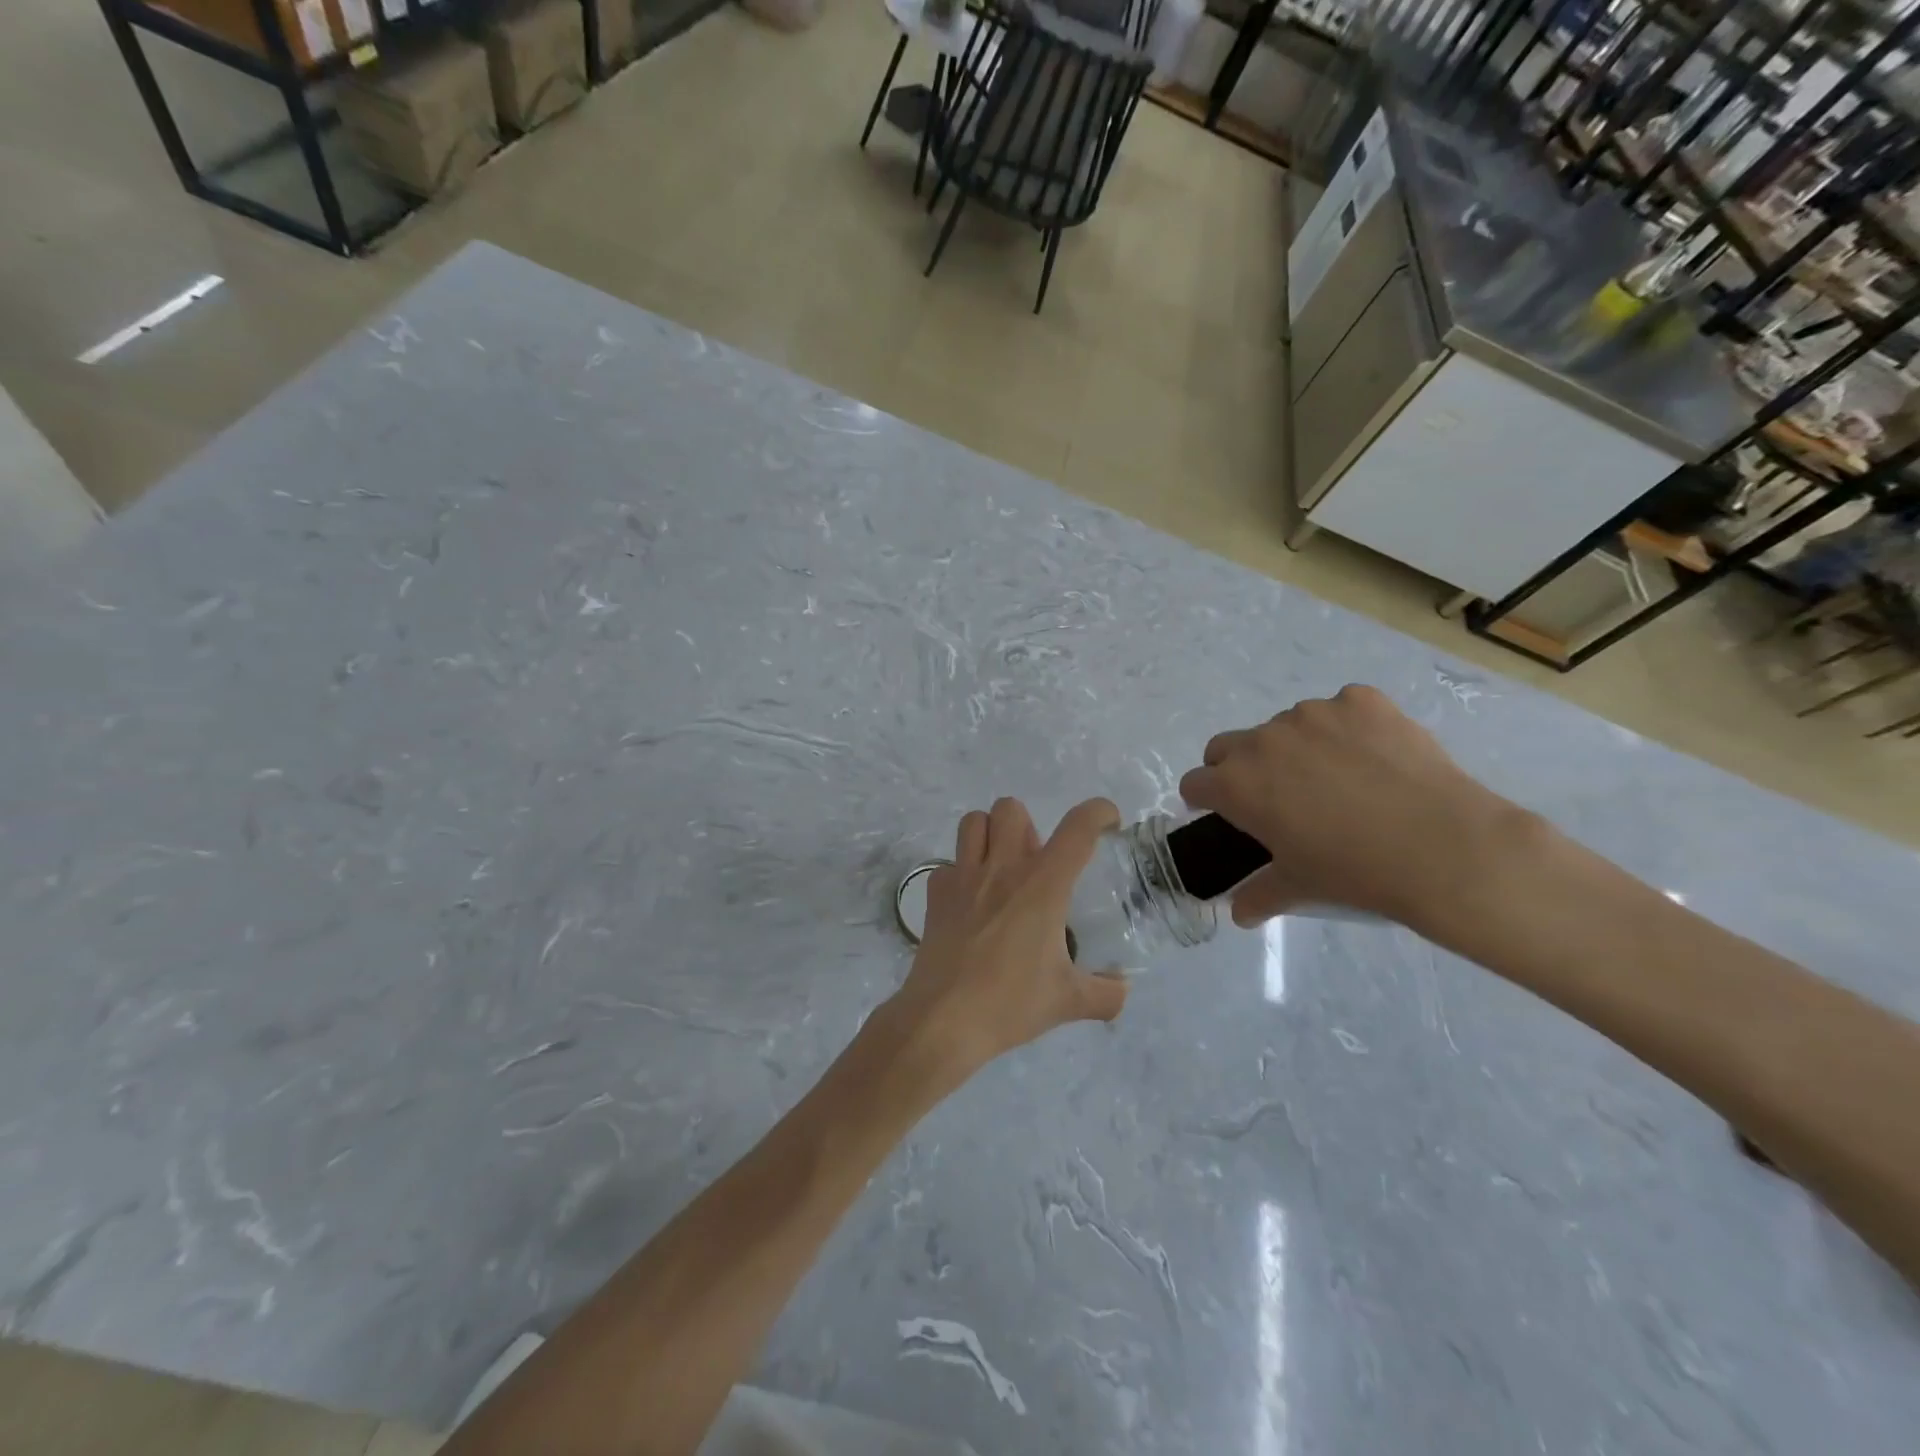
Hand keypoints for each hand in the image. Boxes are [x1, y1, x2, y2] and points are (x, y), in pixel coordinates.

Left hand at [882, 797, 1128, 1088]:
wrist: (944, 1019)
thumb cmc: (1011, 1003)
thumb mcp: (1068, 1001)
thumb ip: (1105, 994)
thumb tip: (1122, 990)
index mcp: (1043, 885)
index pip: (1078, 828)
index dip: (1098, 812)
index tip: (1107, 822)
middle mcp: (1003, 868)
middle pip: (1011, 808)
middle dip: (1028, 825)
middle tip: (1035, 862)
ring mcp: (963, 876)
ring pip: (973, 821)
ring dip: (990, 834)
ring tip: (1000, 867)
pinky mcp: (935, 892)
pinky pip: (948, 862)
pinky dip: (961, 872)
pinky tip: (969, 902)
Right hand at [1178, 685, 1533, 929]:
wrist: (1443, 846)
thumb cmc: (1355, 871)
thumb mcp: (1299, 887)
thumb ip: (1259, 895)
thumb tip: (1239, 914)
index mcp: (1236, 784)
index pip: (1195, 783)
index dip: (1205, 801)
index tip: (1225, 815)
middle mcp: (1263, 740)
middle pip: (1227, 746)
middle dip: (1238, 768)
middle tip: (1276, 796)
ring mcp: (1312, 714)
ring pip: (1285, 726)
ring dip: (1294, 748)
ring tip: (1338, 779)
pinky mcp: (1360, 700)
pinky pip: (1339, 710)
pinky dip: (1346, 729)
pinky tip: (1375, 759)